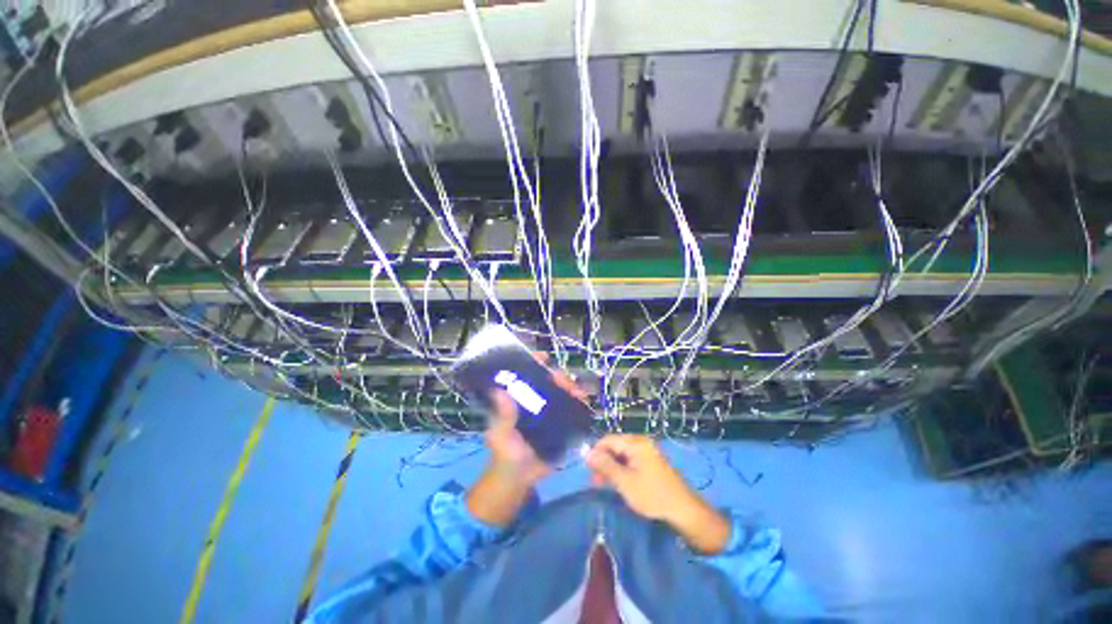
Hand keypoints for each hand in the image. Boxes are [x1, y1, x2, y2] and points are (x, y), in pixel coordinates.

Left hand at [467, 352, 584, 526]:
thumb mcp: (501, 435)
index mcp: (517, 399)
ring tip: (579, 394)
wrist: (519, 480)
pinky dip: (579, 404)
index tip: (544, 358)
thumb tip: (498, 391)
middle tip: (566, 382)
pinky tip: (585, 404)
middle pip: (549, 380)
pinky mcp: (560, 424)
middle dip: (559, 377)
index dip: (534, 362)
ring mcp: (549, 411)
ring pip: (563, 392)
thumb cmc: (504, 455)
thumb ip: (503, 416)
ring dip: (573, 389)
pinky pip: (571, 410)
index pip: (525, 373)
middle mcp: (534, 400)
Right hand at [586, 435, 731, 553]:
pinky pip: (630, 460)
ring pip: (621, 454)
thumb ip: (605, 465)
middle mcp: (640, 442)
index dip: (595, 453)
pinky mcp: (650, 461)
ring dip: (611, 467)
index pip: (607, 440)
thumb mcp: (625, 482)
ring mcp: (647, 451)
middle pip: (614, 446)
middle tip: (595, 482)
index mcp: (635, 442)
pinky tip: (618, 483)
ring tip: (603, 485)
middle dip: (603, 462)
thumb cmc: (652, 495)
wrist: (683, 509)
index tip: (588, 471)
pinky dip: (621, 469)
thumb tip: (587, 453)